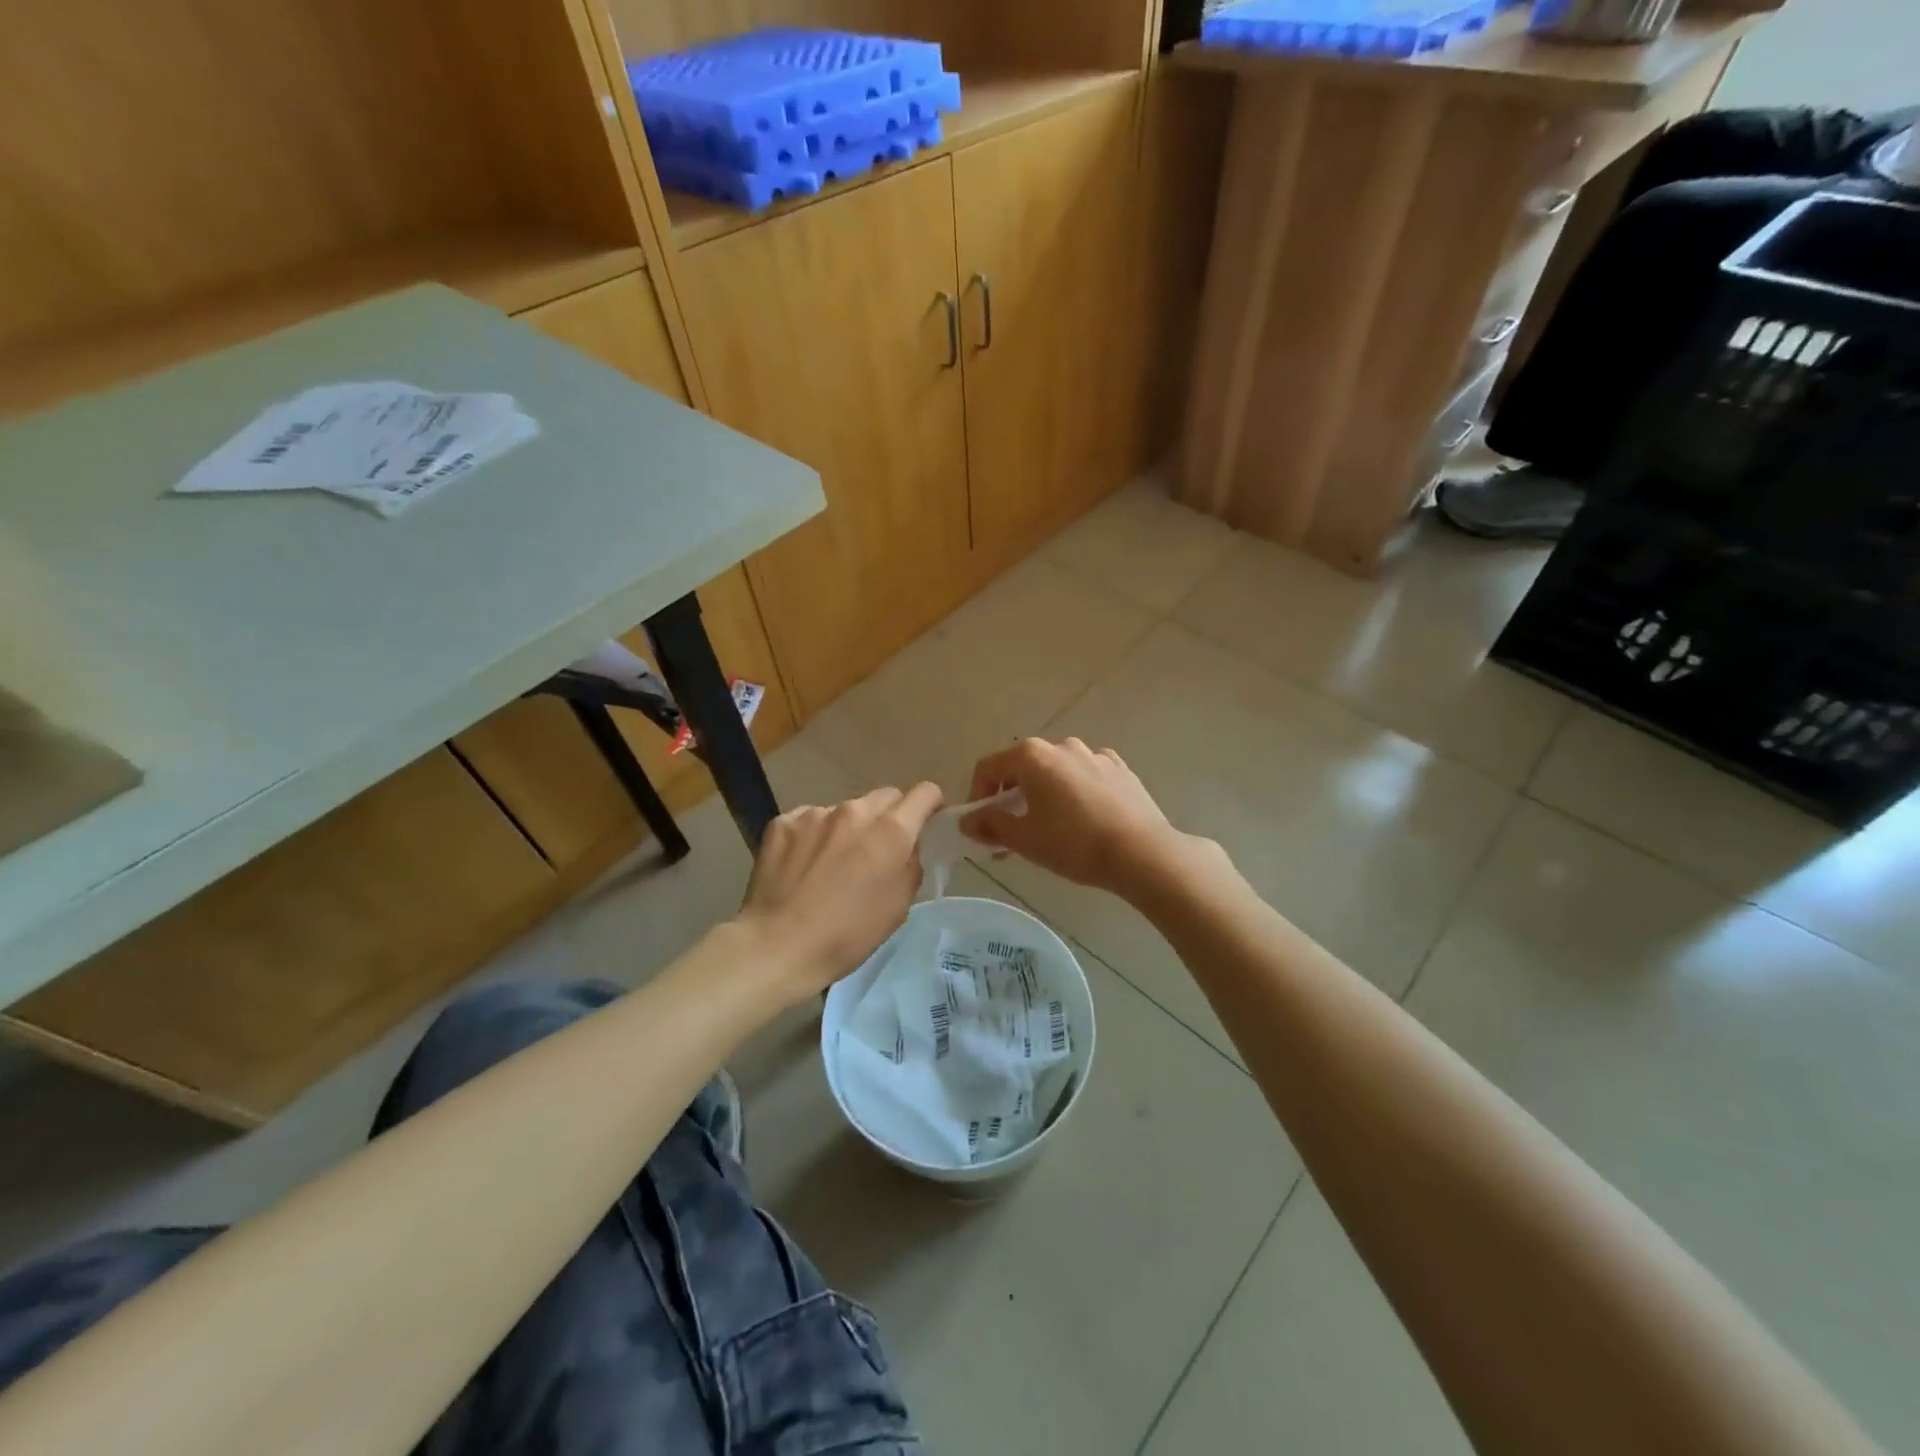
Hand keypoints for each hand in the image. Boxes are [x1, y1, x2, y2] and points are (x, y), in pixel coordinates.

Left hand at [736, 784, 944, 999]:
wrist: (777, 945)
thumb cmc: (847, 935)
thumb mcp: (898, 907)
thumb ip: (910, 865)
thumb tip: (907, 847)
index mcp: (890, 830)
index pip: (924, 793)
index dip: (930, 804)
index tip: (927, 820)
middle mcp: (855, 811)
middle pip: (885, 796)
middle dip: (889, 816)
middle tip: (879, 848)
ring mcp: (815, 813)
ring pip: (845, 810)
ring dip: (849, 828)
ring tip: (833, 863)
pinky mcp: (783, 822)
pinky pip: (809, 820)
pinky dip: (814, 836)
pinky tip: (802, 866)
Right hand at [961, 737, 1197, 898]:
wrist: (1142, 853)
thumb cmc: (1074, 844)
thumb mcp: (1024, 839)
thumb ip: (990, 825)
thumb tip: (967, 821)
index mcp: (1033, 756)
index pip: (989, 767)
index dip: (978, 795)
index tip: (982, 825)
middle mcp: (1062, 746)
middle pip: (1023, 767)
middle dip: (1011, 798)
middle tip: (1012, 833)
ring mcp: (1095, 755)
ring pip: (1056, 772)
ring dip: (1042, 795)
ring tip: (1048, 829)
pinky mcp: (1120, 769)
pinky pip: (1085, 777)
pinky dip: (1074, 792)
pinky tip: (1083, 820)